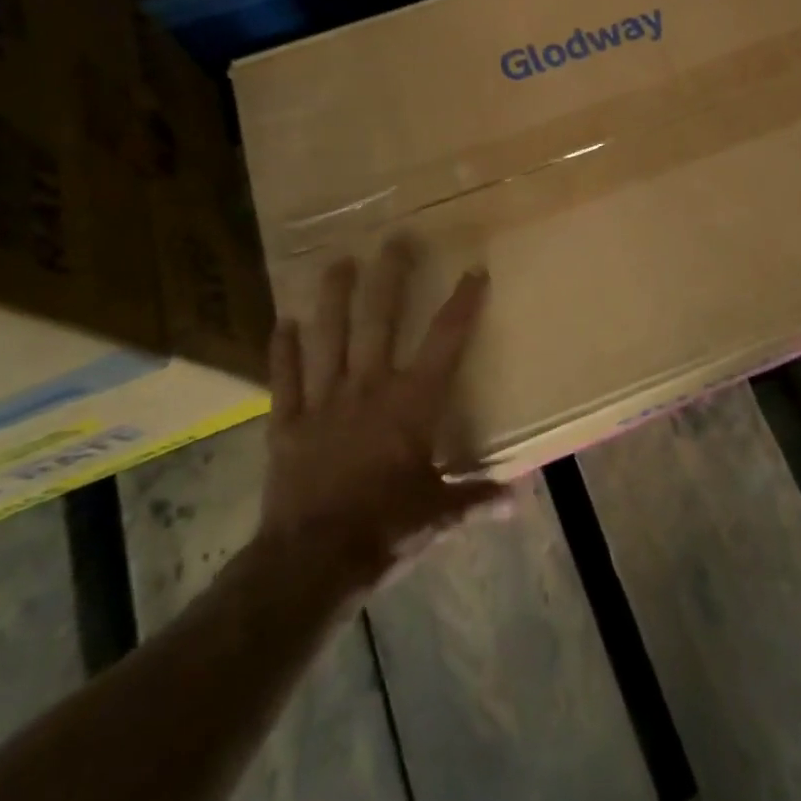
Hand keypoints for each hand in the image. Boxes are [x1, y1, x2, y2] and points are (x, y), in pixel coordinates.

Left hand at [257, 237, 507, 589]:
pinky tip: (282, 322)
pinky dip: (283, 350)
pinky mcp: (288, 422)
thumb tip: (519, 498)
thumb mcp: (440, 516)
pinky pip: (285, 378)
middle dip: (390, 276)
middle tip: (395, 239)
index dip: (462, 303)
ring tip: (339, 263)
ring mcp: (324, 401)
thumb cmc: (385, 529)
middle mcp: (369, 387)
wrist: (311, 561)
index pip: (445, 341)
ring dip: (334, 298)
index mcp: (412, 403)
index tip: (474, 270)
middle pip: (379, 320)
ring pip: (329, 336)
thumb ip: (477, 498)